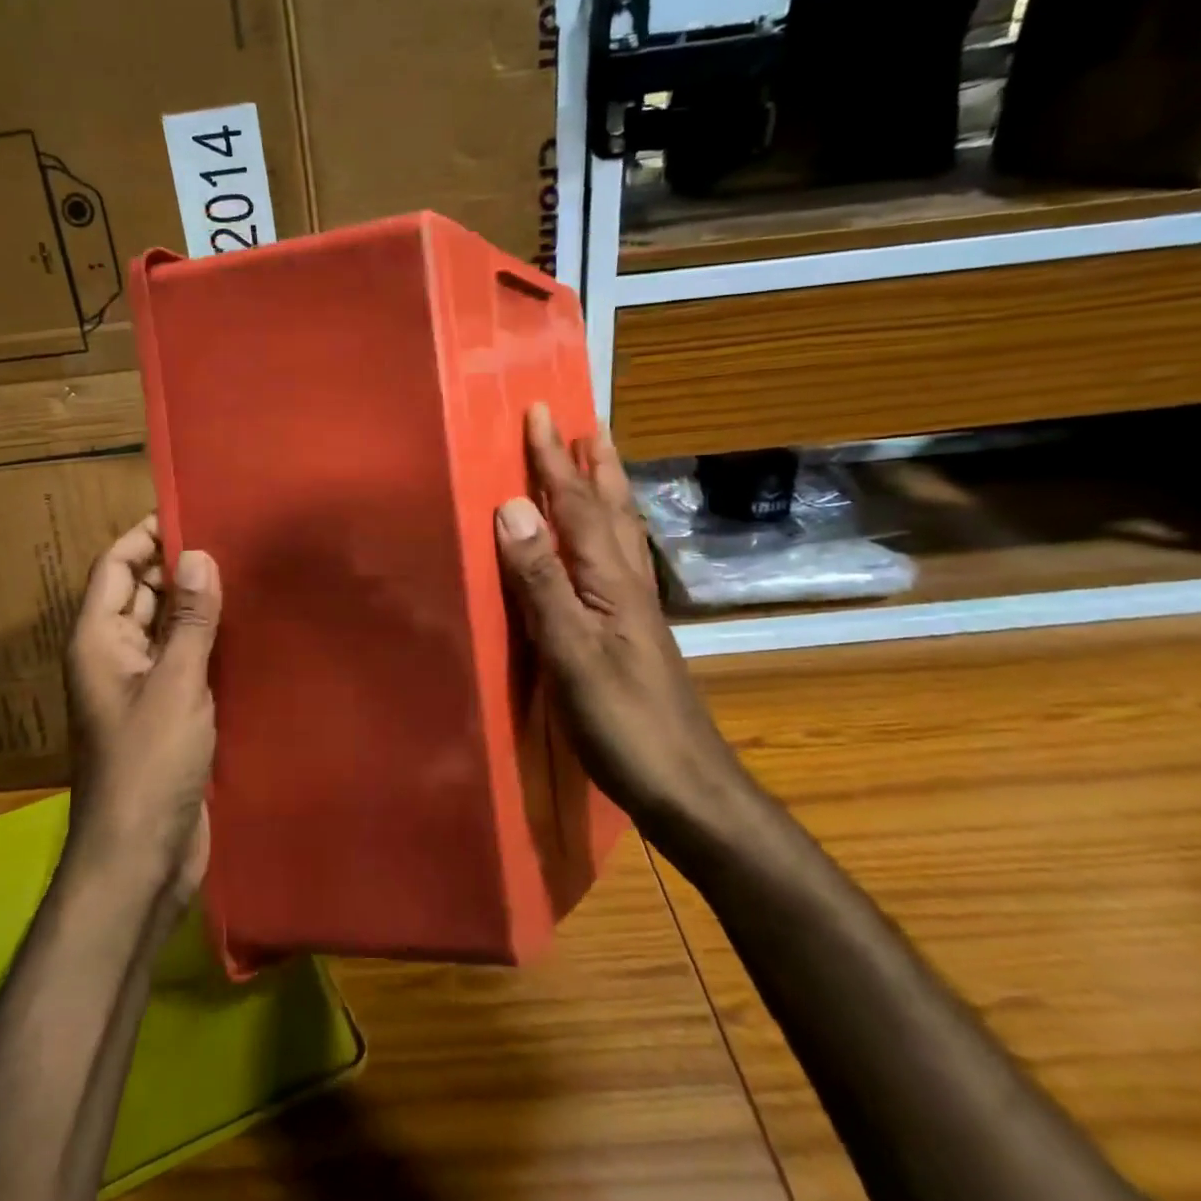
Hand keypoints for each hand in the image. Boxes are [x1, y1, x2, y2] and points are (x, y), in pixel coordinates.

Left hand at [64, 515, 220, 906]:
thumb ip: (188, 620)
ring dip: (199, 604)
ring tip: (250, 572)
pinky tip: (250, 628)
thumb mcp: (175, 685)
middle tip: (236, 538)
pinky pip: (187, 661)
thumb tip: (197, 554)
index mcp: (99, 641)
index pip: (116, 567)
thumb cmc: (149, 766)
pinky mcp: (170, 712)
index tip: (193, 510)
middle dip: (180, 565)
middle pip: (143, 593)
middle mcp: (116, 656)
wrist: (141, 858)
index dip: (146, 535)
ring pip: (169, 628)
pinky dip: (209, 641)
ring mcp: (143, 686)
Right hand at [494, 404, 751, 845]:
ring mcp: (635, 610)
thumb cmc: (623, 723)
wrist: (687, 788)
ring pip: (620, 533)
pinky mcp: (633, 634)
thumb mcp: (572, 651)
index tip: (538, 412)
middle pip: (611, 509)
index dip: (553, 460)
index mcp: (610, 580)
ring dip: (607, 492)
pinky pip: (617, 561)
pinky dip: (608, 533)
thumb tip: (512, 506)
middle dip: (593, 464)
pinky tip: (604, 546)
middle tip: (586, 423)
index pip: (577, 505)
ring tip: (599, 464)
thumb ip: (542, 581)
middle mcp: (628, 583)